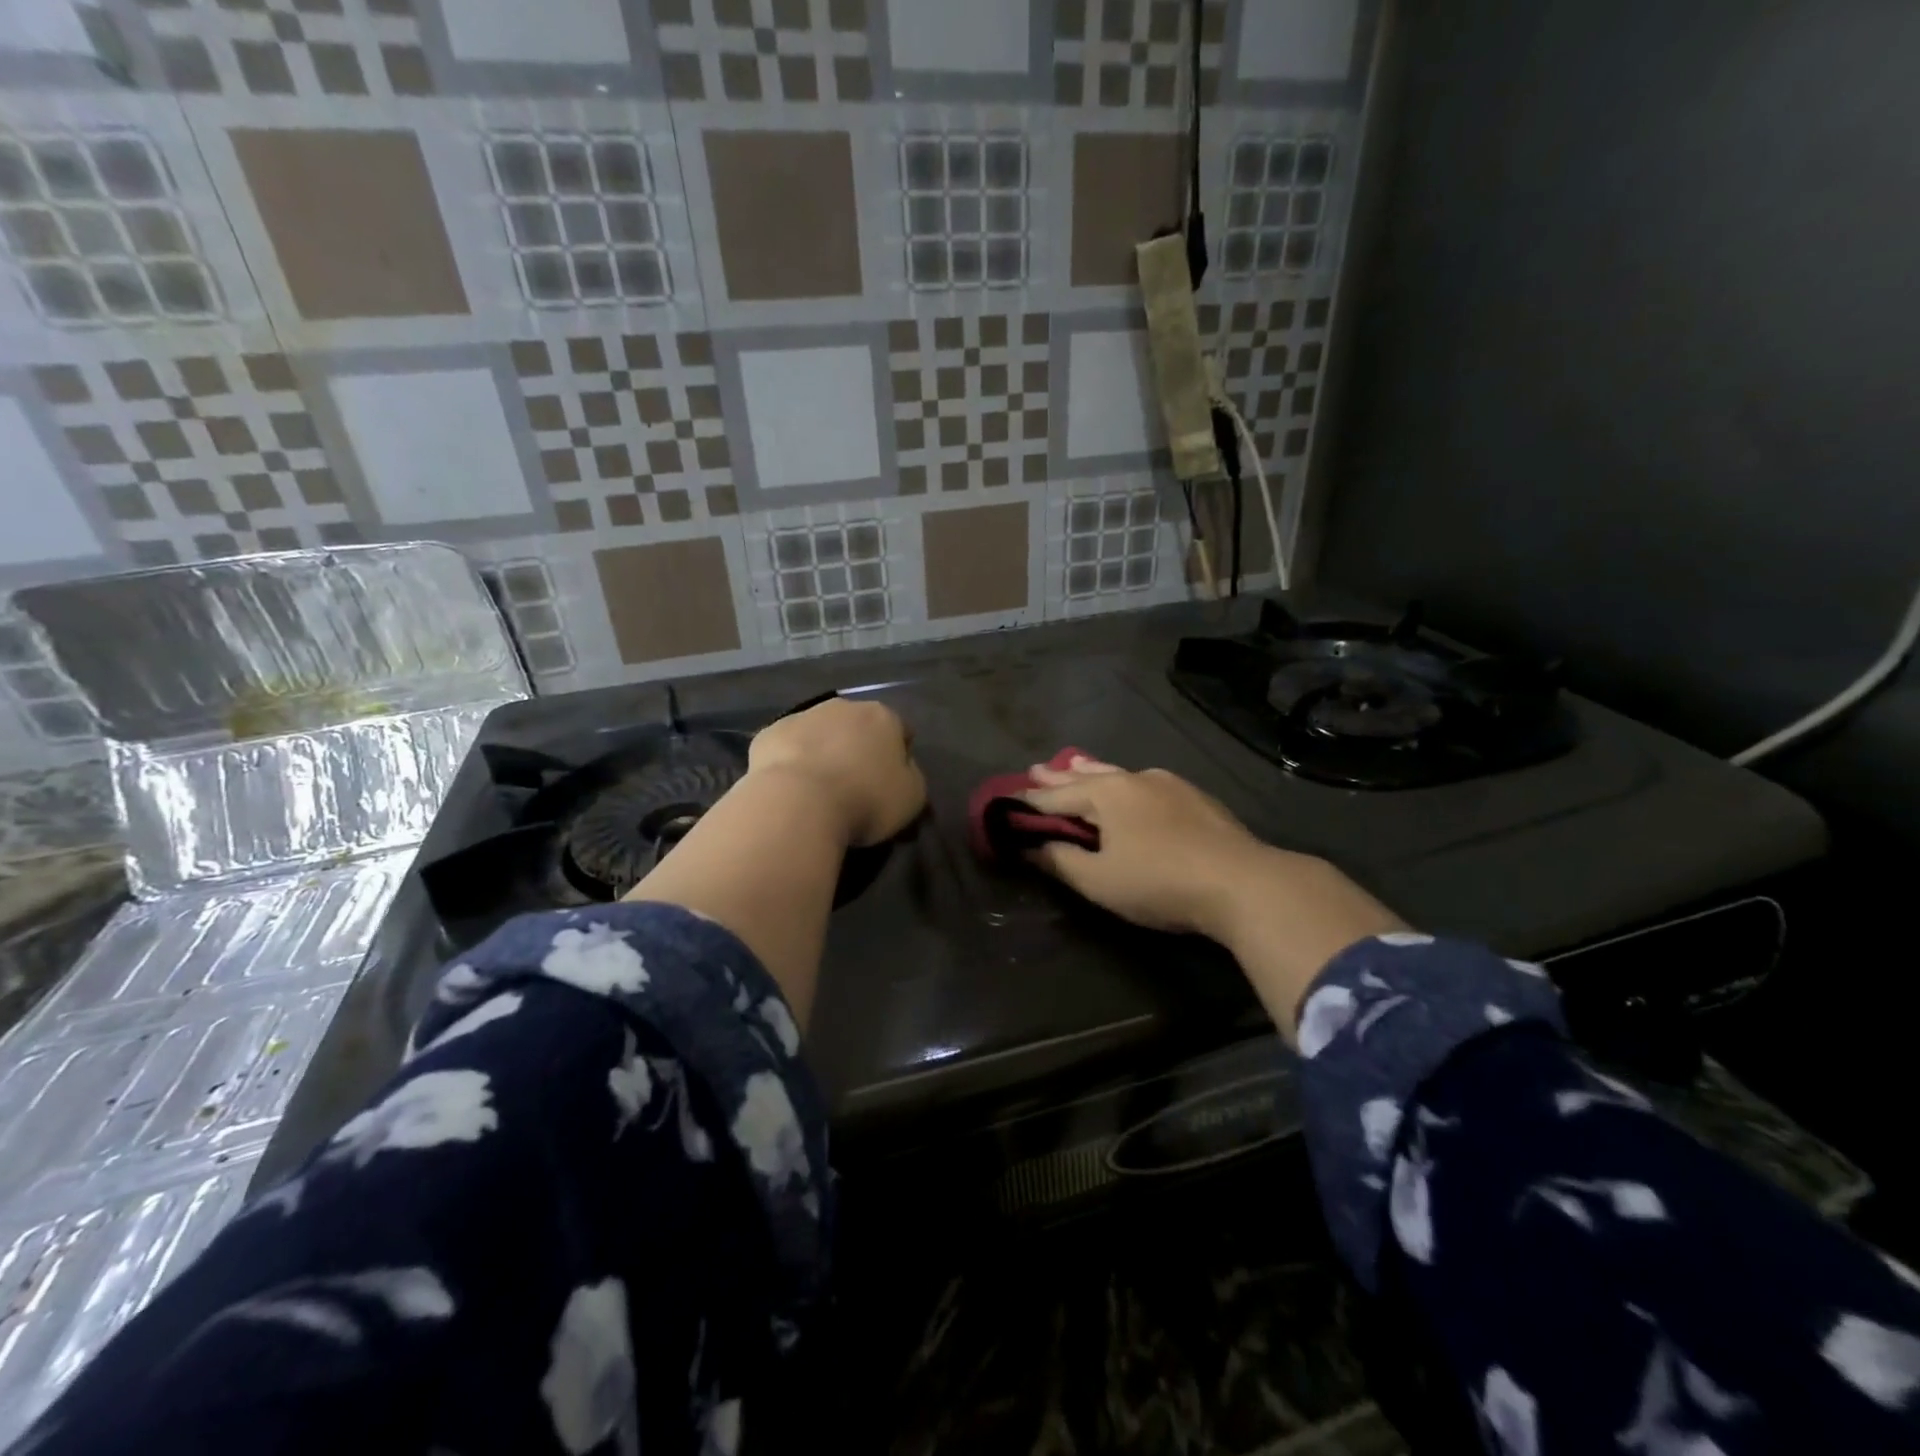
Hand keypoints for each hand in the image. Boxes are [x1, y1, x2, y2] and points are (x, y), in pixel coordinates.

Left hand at [748, 696, 926, 847]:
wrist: (798, 803)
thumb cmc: (866, 800)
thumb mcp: (911, 797)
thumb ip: (911, 776)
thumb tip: (902, 769)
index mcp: (883, 717)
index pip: (901, 730)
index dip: (899, 756)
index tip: (892, 783)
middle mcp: (843, 707)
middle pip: (857, 726)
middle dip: (858, 748)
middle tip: (855, 785)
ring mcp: (801, 716)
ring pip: (819, 733)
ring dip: (823, 752)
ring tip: (819, 789)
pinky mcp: (767, 734)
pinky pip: (787, 748)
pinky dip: (791, 762)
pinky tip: (790, 789)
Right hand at [1019, 755, 1268, 937]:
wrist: (1242, 883)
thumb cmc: (1159, 882)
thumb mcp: (1099, 880)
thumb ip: (1060, 861)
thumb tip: (1030, 847)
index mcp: (1107, 793)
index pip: (1055, 797)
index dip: (1028, 802)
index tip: (1005, 800)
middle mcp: (1135, 778)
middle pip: (1087, 776)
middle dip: (1059, 776)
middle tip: (1035, 769)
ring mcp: (1170, 785)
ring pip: (1120, 775)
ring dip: (1094, 773)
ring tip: (1077, 765)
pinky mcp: (1197, 798)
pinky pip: (1147, 785)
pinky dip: (1126, 785)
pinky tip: (1133, 789)